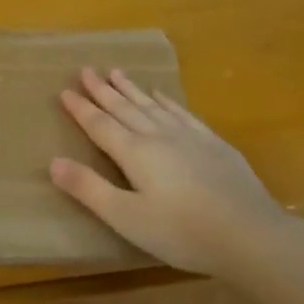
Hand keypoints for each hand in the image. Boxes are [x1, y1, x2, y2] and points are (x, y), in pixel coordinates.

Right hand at [49, 67, 291, 279]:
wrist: (250, 234)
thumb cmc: (182, 232)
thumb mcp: (127, 217)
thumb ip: (89, 189)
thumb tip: (53, 162)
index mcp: (134, 153)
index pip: (100, 125)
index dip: (81, 108)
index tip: (64, 90)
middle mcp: (158, 135)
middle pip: (124, 108)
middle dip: (102, 90)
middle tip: (86, 69)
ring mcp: (189, 136)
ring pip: (152, 105)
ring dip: (131, 89)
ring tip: (116, 72)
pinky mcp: (213, 143)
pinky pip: (182, 112)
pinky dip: (166, 101)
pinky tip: (161, 94)